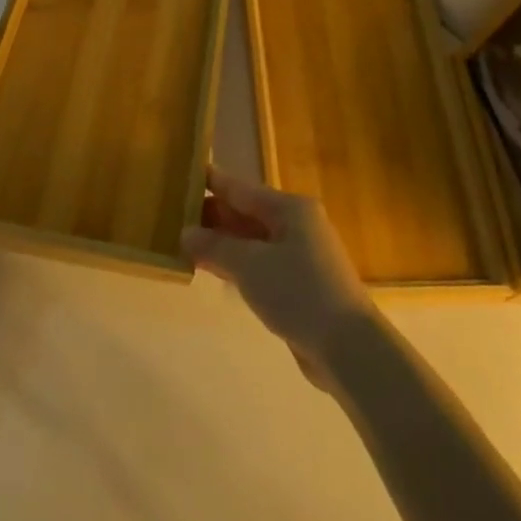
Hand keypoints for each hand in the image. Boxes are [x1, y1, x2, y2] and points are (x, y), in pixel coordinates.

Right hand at [182, 166, 377, 386]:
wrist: (348, 347)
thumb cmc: (298, 292)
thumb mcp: (250, 265)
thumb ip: (215, 246)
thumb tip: (186, 233)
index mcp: (290, 209)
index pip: (241, 189)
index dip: (212, 182)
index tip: (184, 174)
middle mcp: (296, 225)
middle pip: (246, 214)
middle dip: (212, 216)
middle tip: (172, 214)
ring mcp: (299, 256)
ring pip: (251, 241)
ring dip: (221, 242)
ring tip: (183, 242)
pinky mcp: (298, 285)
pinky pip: (259, 265)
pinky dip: (236, 265)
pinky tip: (212, 270)